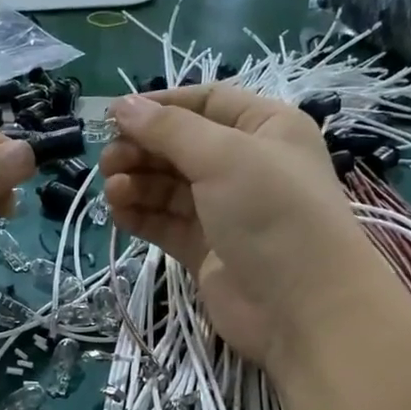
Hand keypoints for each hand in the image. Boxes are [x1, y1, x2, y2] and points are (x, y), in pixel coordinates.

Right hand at [102, 87, 388, 369]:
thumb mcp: (224, 156)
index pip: (207, 102)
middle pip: (182, 146)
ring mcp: (225, 211)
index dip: (162, 106)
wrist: (302, 307)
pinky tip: (118, 213)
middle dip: (142, 149)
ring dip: (137, 183)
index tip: (117, 116)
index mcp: (265, 128)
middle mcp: (246, 165)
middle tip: (108, 162)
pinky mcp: (206, 250)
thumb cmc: (272, 213)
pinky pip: (166, 223)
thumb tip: (123, 105)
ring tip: (112, 191)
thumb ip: (169, 130)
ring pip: (169, 187)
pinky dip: (141, 216)